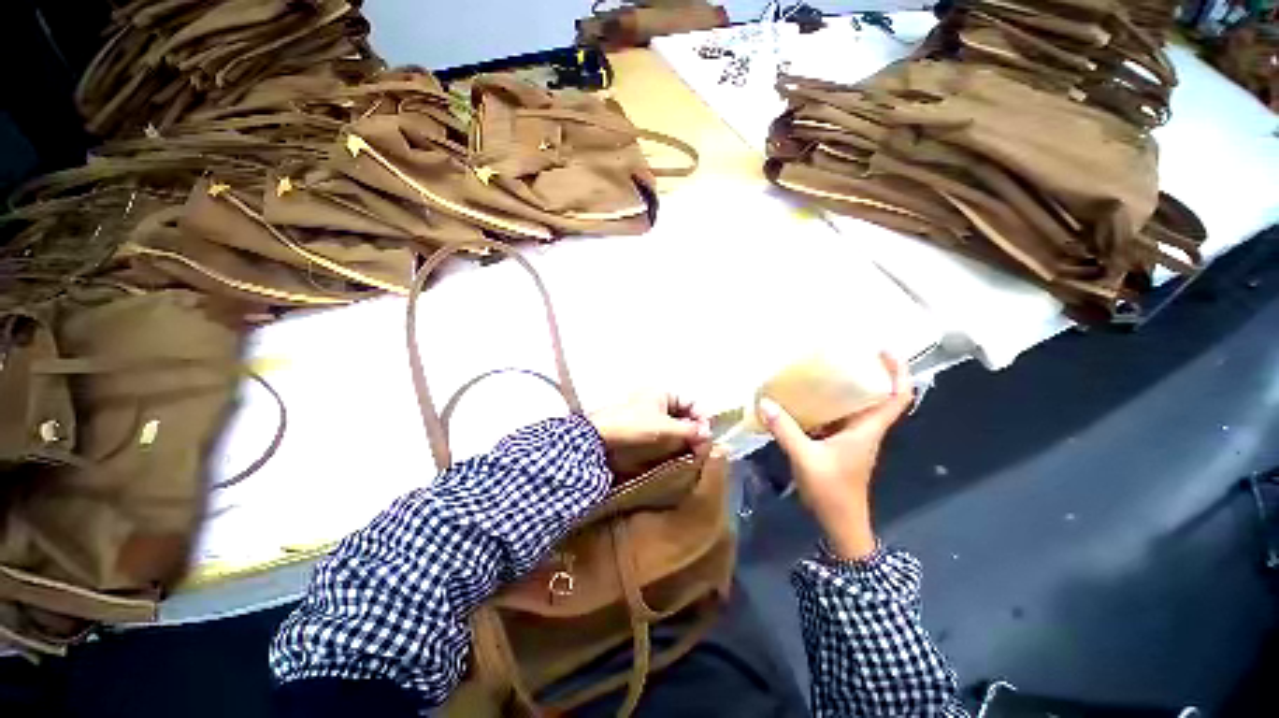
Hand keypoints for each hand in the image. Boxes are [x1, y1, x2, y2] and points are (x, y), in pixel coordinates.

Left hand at [590, 393, 711, 480]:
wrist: (599, 439)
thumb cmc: (633, 426)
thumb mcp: (665, 428)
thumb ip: (689, 431)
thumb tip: (708, 435)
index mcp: (662, 393)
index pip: (691, 402)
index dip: (701, 418)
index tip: (707, 436)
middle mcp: (656, 402)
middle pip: (683, 416)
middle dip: (693, 432)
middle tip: (701, 450)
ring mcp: (648, 418)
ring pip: (674, 428)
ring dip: (684, 440)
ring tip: (691, 455)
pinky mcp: (641, 433)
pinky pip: (663, 437)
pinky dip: (672, 446)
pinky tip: (676, 457)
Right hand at [758, 354, 912, 560]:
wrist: (840, 524)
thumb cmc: (832, 492)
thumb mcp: (806, 458)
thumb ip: (785, 430)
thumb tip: (764, 402)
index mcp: (868, 429)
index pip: (897, 397)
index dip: (898, 372)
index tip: (884, 351)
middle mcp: (865, 429)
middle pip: (877, 395)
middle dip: (867, 373)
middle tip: (844, 354)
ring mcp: (852, 438)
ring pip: (856, 406)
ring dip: (846, 388)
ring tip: (823, 370)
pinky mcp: (839, 445)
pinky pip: (837, 417)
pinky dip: (827, 405)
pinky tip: (806, 399)